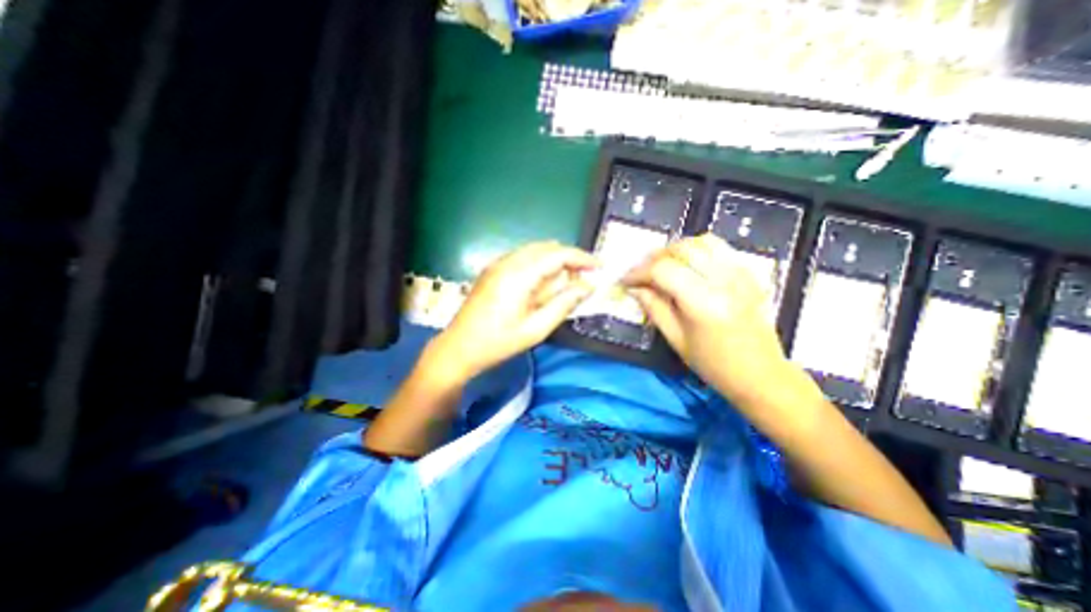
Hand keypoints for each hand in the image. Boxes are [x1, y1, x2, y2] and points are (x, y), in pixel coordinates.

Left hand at [430, 242, 595, 380]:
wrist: (458, 347)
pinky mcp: (493, 269)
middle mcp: (507, 262)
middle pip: (547, 248)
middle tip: (584, 278)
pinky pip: (523, 258)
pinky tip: (544, 283)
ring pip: (535, 250)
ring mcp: (497, 264)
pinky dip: (540, 264)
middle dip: (569, 259)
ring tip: (567, 282)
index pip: (558, 254)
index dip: (582, 257)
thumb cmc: (498, 342)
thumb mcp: (536, 329)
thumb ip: (564, 304)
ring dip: (554, 261)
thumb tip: (587, 287)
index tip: (599, 267)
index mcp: (519, 275)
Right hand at [623, 234, 794, 407]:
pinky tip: (688, 265)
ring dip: (676, 249)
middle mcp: (723, 281)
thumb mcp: (676, 339)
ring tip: (663, 265)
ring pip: (701, 241)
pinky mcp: (748, 274)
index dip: (639, 272)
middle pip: (681, 249)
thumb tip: (635, 289)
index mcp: (703, 303)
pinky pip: (719, 247)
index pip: (663, 271)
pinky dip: (697, 249)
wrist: (760, 374)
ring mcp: (740, 274)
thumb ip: (653, 308)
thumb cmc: (714, 364)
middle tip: (642, 273)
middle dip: (654, 258)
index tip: (626, 281)